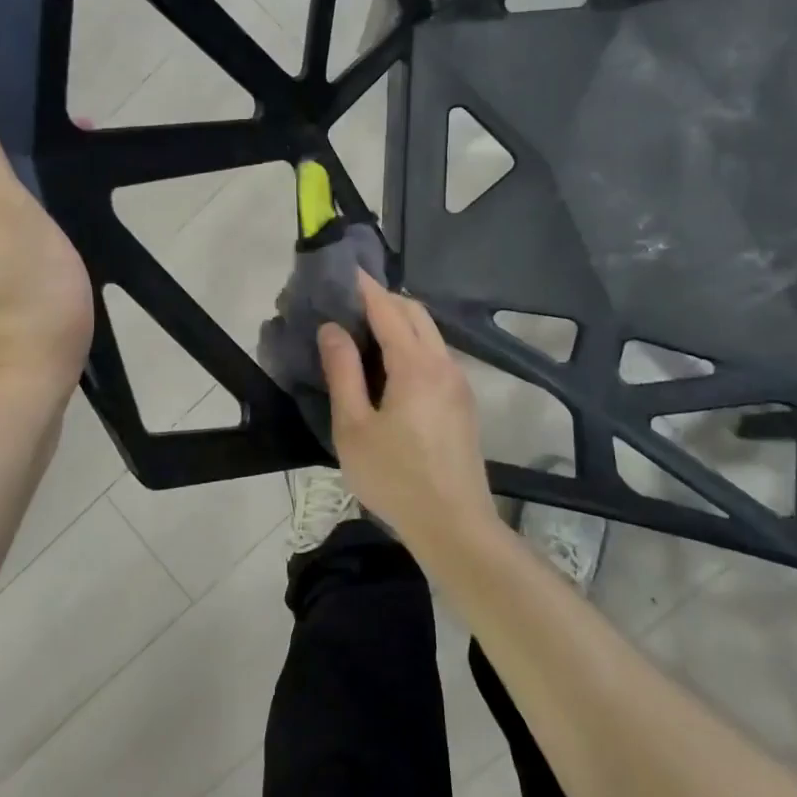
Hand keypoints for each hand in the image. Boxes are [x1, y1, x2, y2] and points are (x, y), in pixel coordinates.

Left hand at [0, 82, 93, 399]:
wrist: (20, 387)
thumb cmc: (26, 295)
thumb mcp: (8, 212)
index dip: (0, 124)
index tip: (61, 133)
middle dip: (13, 157)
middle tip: (71, 165)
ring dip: (17, 192)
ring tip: (67, 199)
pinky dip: (16, 227)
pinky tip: (47, 241)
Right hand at [317, 273, 500, 554]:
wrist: (455, 526)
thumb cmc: (395, 478)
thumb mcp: (354, 428)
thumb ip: (343, 373)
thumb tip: (333, 329)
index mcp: (416, 365)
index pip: (388, 309)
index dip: (365, 288)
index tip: (345, 271)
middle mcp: (444, 364)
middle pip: (416, 314)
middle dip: (384, 300)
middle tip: (350, 303)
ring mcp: (459, 383)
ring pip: (430, 334)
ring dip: (401, 322)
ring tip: (365, 331)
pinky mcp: (464, 403)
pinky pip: (437, 356)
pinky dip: (413, 344)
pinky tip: (392, 366)